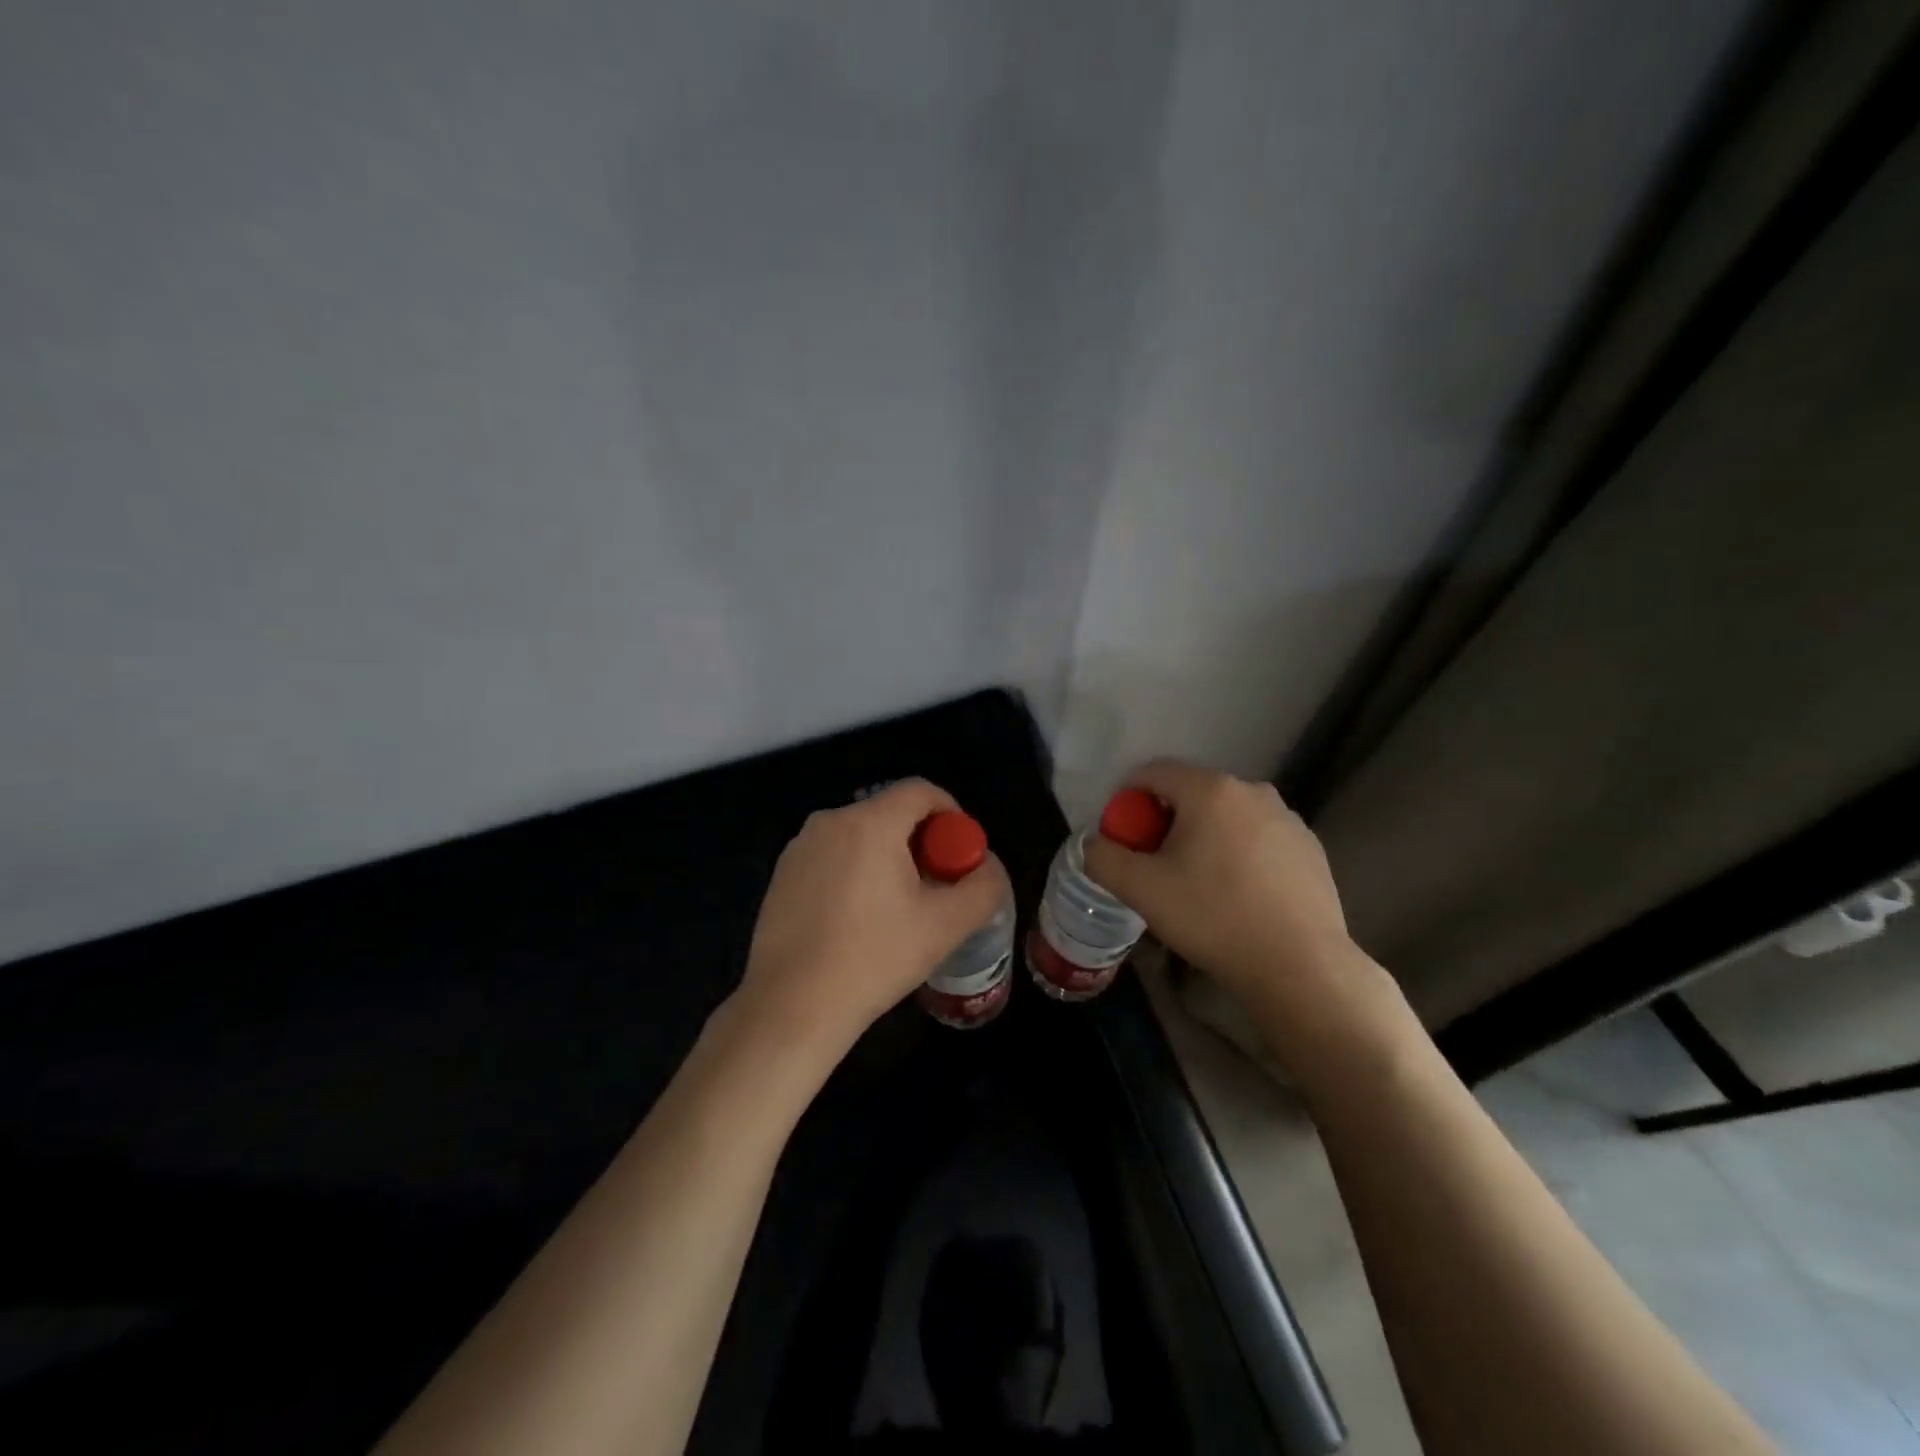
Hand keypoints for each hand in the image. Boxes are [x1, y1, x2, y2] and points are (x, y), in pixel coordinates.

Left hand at [733, 779, 1010, 1066]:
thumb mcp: (945, 926)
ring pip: (860, 836)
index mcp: (870, 823)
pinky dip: (855, 871)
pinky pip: (832, 856)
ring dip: (887, 858)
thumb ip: (983, 887)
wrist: (791, 1007)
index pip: (921, 791)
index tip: (961, 854)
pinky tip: (857, 920)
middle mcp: (830, 821)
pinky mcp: (782, 874)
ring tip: (898, 908)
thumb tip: (988, 866)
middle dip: (921, 841)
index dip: (951, 814)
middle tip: (936, 886)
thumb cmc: (873, 958)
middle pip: (890, 812)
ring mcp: (800, 847)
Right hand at [1083, 760, 1401, 1069]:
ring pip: (1226, 816)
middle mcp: (1252, 791)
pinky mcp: (1310, 847)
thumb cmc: (1214, 918)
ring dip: (1204, 837)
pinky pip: (1258, 837)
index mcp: (1210, 790)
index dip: (1127, 800)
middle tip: (1155, 866)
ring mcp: (1287, 818)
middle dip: (1165, 821)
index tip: (1122, 838)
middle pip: (1191, 793)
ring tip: (1198, 884)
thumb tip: (1093, 844)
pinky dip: (1239, 854)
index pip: (1153, 772)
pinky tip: (1239, 895)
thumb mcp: (1142, 890)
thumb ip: (1103, 858)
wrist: (1300, 966)